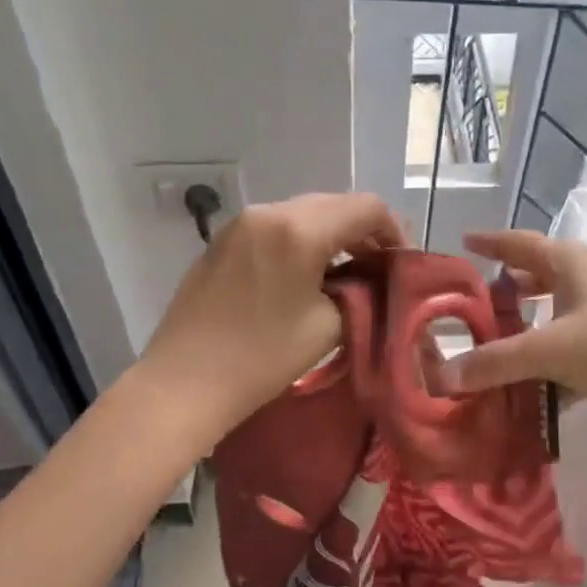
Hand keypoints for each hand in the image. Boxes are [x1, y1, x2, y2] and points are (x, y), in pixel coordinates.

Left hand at [138, 193, 404, 441]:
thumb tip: (370, 278)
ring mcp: (240, 224)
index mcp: (299, 228)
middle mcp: (268, 211)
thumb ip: (360, 291)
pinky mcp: (222, 241)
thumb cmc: (262, 357)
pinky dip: (300, 241)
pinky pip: (275, 227)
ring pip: (303, 213)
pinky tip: (304, 276)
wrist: (185, 382)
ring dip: (331, 236)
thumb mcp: (329, 325)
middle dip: (363, 232)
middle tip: (379, 269)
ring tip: (344, 274)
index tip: (402, 264)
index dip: (394, 231)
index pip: (366, 207)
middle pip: (334, 204)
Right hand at [439, 229, 586, 436]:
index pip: (519, 243)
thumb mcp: (552, 349)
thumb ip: (496, 362)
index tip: (462, 241)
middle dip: (501, 294)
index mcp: (569, 263)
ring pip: (548, 323)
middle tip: (463, 310)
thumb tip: (441, 376)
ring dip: (519, 338)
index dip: (490, 242)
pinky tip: (518, 395)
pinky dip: (542, 373)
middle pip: (533, 282)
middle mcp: (584, 284)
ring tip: (481, 355)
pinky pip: (564, 358)